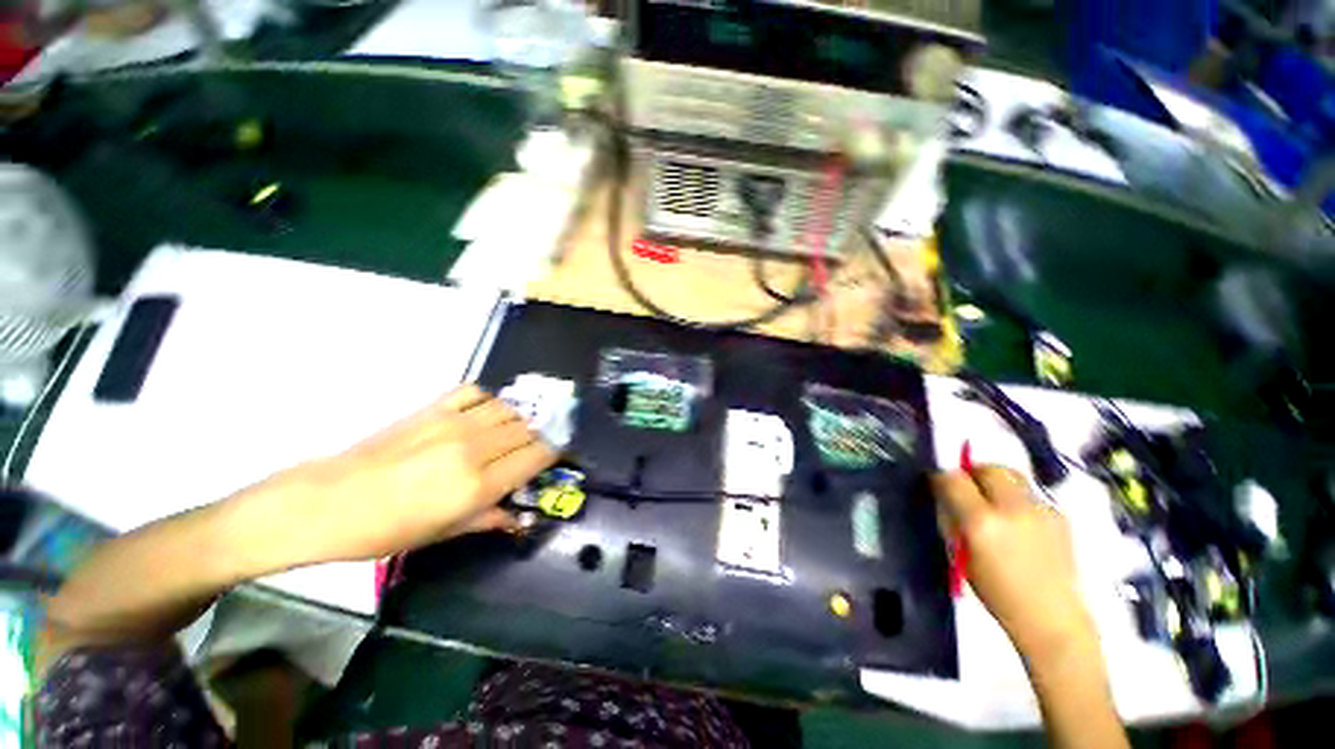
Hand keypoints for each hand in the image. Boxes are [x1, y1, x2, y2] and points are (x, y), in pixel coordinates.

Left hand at [252, 385, 557, 564]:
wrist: (328, 502)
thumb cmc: (386, 530)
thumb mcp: (443, 534)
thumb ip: (489, 519)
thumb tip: (518, 516)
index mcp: (479, 485)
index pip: (538, 455)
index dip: (551, 455)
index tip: (549, 460)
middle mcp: (475, 448)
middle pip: (529, 429)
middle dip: (536, 440)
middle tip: (528, 452)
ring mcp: (454, 423)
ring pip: (510, 409)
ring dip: (517, 421)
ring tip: (508, 434)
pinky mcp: (434, 409)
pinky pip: (477, 393)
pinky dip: (488, 401)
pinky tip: (482, 415)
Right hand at [932, 466, 1094, 662]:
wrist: (1053, 618)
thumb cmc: (997, 593)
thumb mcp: (960, 555)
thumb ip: (951, 520)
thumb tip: (945, 496)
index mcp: (981, 522)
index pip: (953, 479)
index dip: (941, 478)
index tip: (937, 484)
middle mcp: (1012, 508)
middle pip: (988, 468)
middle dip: (972, 472)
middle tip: (966, 487)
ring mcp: (1041, 510)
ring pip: (1012, 475)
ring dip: (995, 480)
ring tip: (992, 500)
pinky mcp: (1059, 515)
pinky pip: (1030, 493)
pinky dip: (1016, 497)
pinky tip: (1017, 520)